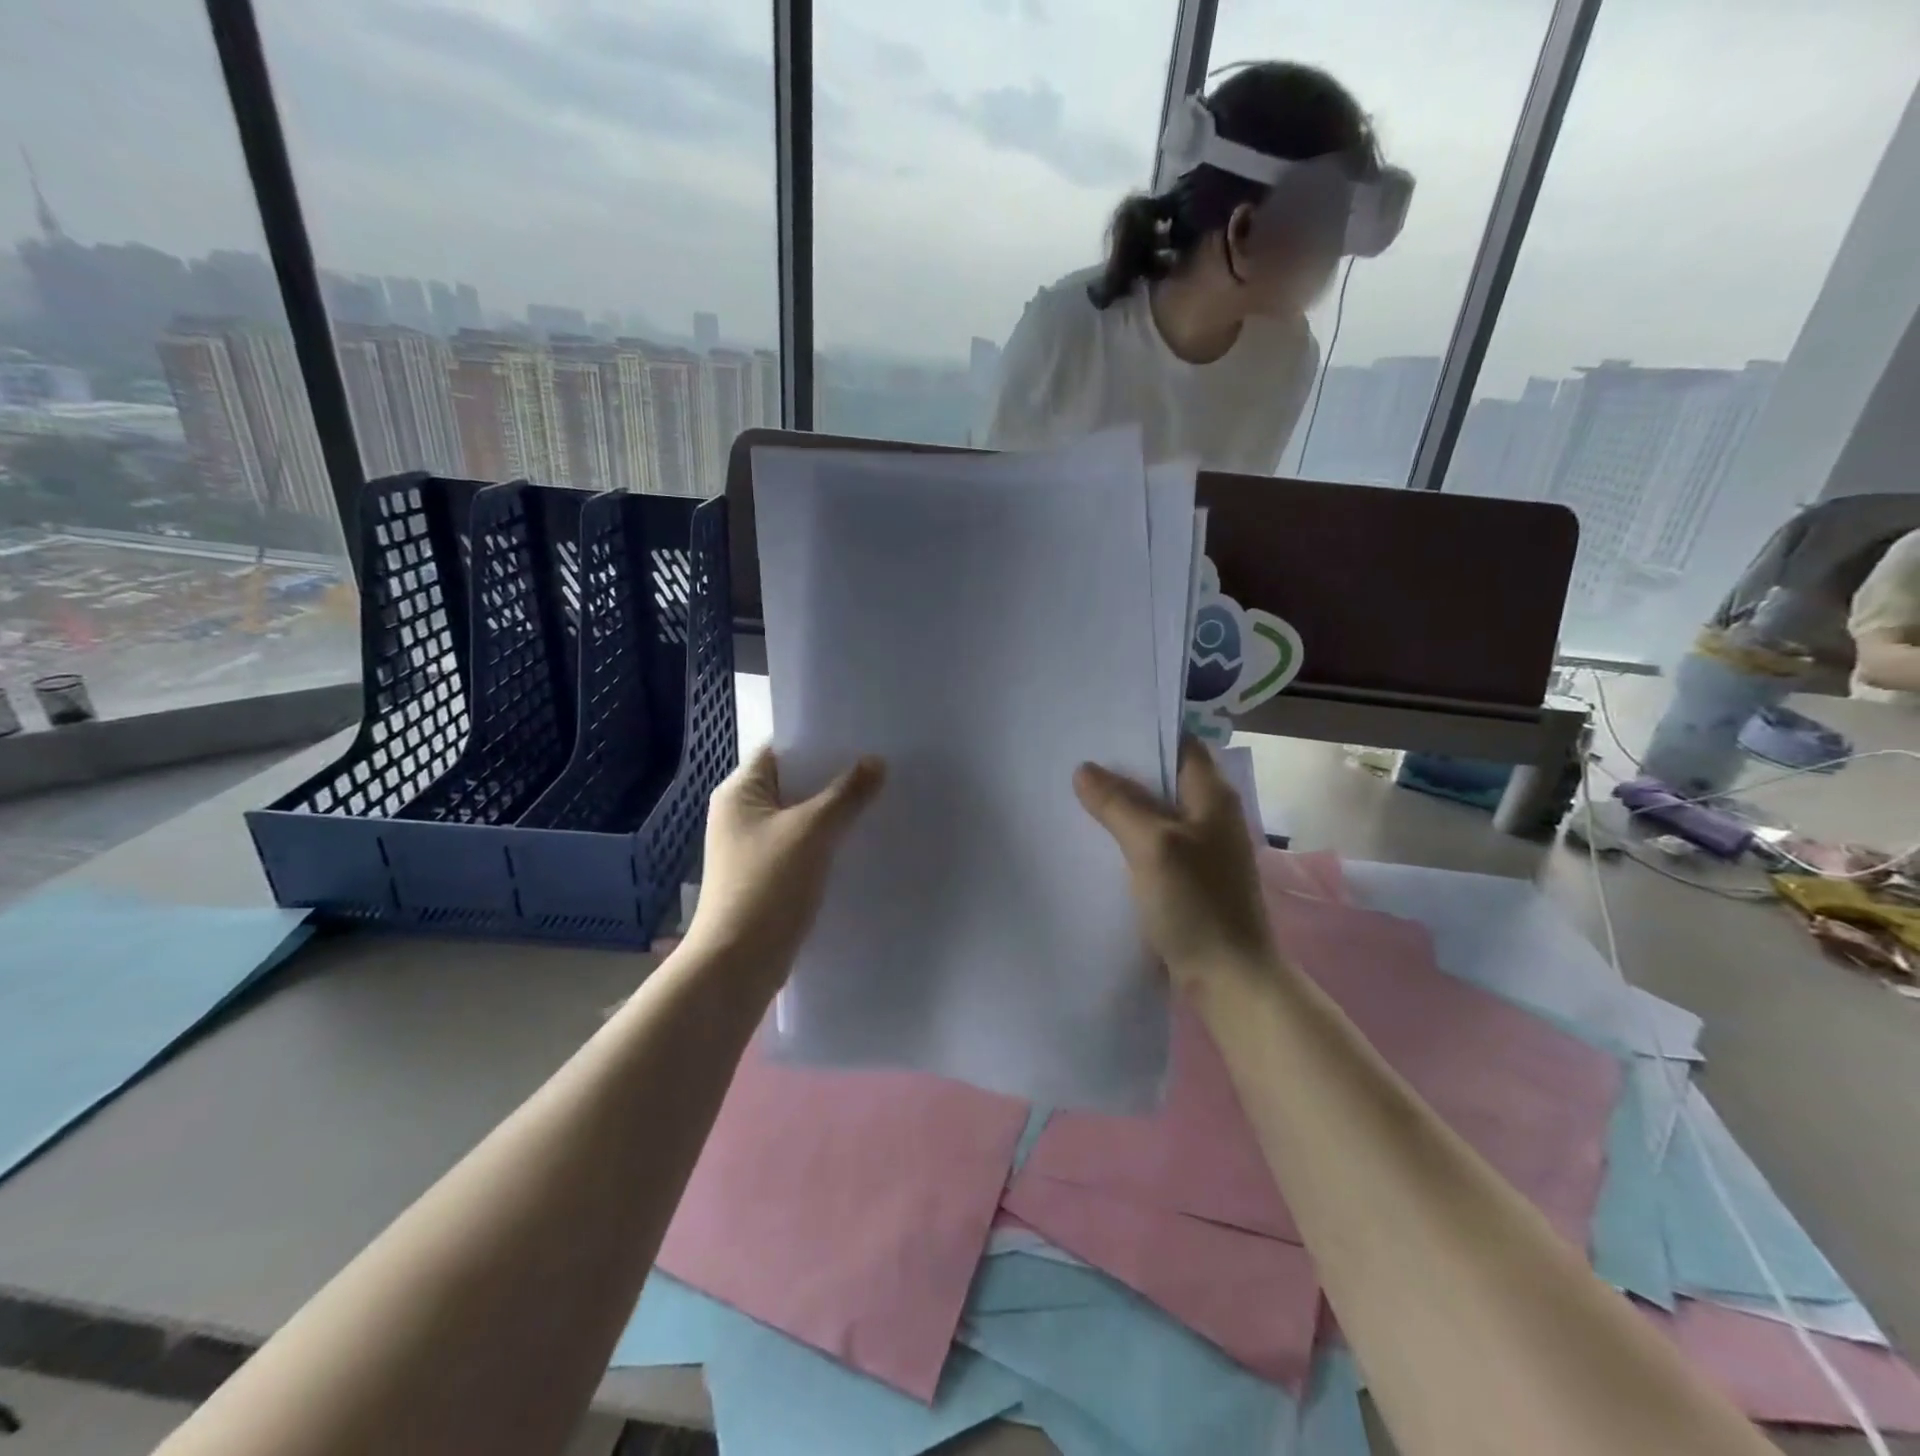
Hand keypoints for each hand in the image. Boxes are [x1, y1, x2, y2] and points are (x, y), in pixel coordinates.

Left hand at [682, 747, 885, 983]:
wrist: (739, 964)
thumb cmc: (768, 886)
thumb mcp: (812, 832)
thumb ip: (847, 794)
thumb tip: (876, 762)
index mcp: (739, 792)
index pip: (782, 749)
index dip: (820, 742)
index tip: (862, 738)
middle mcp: (742, 814)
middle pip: (794, 783)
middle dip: (835, 778)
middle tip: (882, 768)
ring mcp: (753, 847)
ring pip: (802, 817)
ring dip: (835, 812)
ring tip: (880, 801)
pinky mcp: (768, 875)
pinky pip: (803, 846)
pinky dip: (828, 842)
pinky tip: (861, 843)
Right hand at [1075, 738, 1277, 992]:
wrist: (1228, 978)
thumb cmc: (1197, 904)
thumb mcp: (1153, 846)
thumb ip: (1118, 804)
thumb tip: (1085, 769)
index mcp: (1213, 796)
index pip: (1181, 744)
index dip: (1145, 732)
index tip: (1100, 727)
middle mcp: (1211, 815)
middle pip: (1165, 778)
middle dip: (1123, 769)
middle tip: (1076, 759)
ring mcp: (1201, 849)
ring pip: (1156, 812)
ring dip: (1122, 804)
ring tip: (1077, 793)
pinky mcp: (1189, 878)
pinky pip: (1154, 843)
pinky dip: (1128, 836)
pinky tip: (1097, 839)